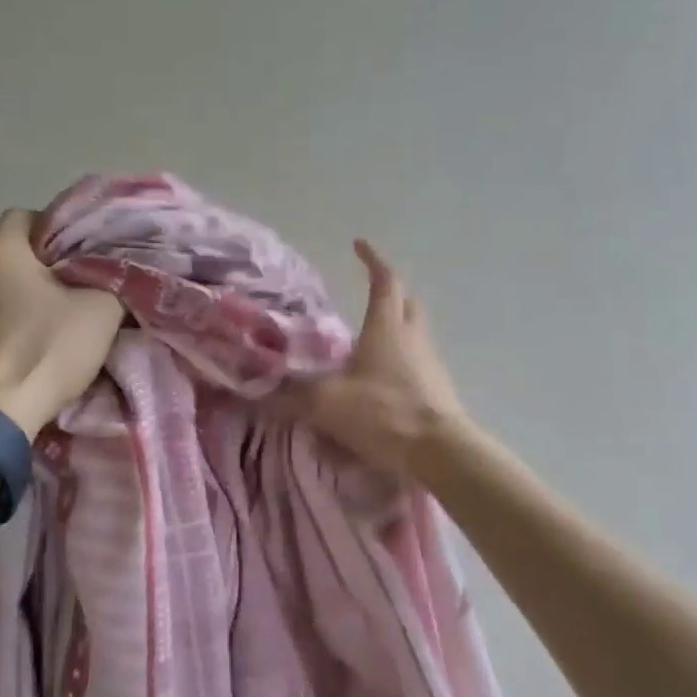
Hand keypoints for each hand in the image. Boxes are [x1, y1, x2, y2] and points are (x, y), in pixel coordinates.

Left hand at [0, 209, 123, 433]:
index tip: (77, 255)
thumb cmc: (47, 349)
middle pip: (5, 260)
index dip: (52, 229)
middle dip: (35, 273)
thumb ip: (109, 282)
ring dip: (10, 306)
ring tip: (40, 333)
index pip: (22, 216)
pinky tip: (16, 359)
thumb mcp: (101, 311)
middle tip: (68, 296)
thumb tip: (109, 278)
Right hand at [278, 240, 467, 474]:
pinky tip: (382, 378)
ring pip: (414, 331)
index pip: (385, 280)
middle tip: (369, 292)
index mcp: (387, 326)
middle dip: (390, 291)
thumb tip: (258, 389)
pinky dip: (400, 358)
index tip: (359, 245)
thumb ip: (291, 393)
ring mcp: (430, 362)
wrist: (439, 452)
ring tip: (369, 338)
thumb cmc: (382, 412)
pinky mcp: (438, 388)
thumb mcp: (327, 402)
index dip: (372, 260)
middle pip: (407, 301)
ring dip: (395, 326)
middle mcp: (412, 336)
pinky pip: (417, 360)